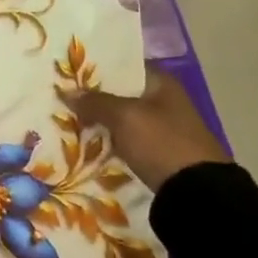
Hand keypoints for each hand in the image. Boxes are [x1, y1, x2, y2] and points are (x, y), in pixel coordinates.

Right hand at [66, 70, 228, 193]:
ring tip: (66, 118)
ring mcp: (162, 127)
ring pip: (120, 117)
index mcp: (162, 83)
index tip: (69, 70)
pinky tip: (86, 140)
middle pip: (120, 92)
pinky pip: (125, 138)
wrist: (196, 192)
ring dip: (98, 119)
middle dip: (93, 95)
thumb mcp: (124, 117)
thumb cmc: (161, 142)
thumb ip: (95, 102)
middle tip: (61, 95)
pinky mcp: (157, 150)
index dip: (97, 67)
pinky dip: (108, 138)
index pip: (124, 65)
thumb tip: (68, 93)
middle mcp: (164, 100)